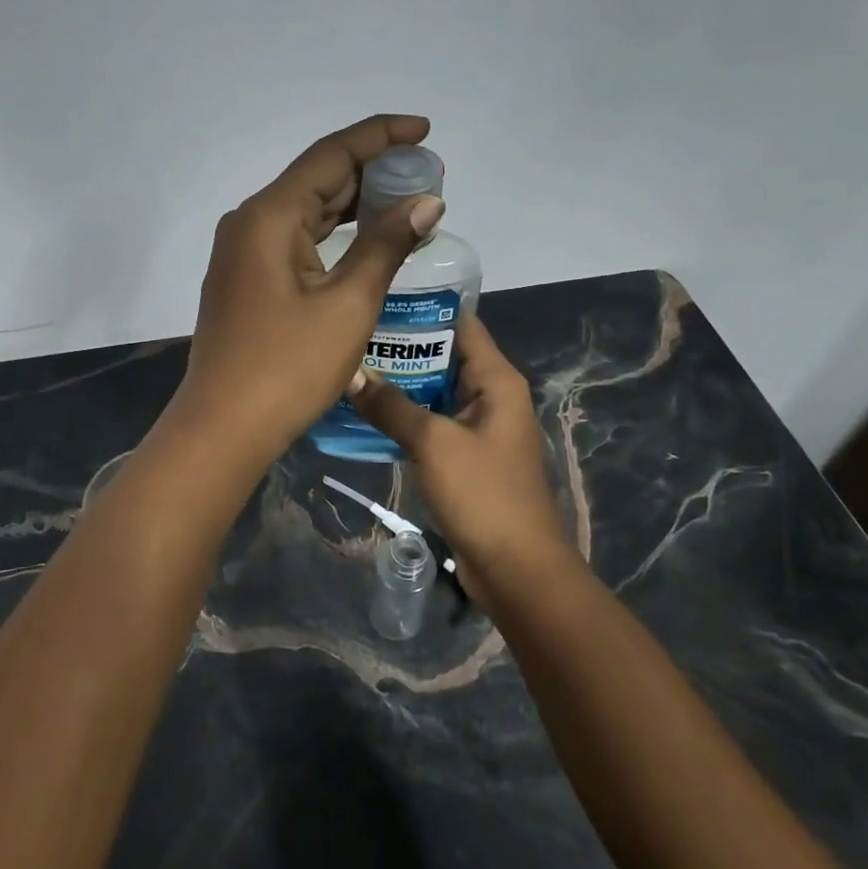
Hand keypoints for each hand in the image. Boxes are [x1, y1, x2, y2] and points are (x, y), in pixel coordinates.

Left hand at [170, 115, 445, 464]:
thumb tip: (426, 201)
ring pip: (306, 210)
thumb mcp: (348, 303)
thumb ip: (386, 244)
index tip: (424, 129)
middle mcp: (249, 222)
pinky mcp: (245, 279)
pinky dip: (332, 233)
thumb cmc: (289, 366)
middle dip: (372, 170)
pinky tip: (363, 238)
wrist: (224, 427)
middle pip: (317, 178)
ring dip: (354, 203)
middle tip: (426, 174)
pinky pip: (295, 239)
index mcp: (270, 215)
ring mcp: (242, 252)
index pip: (332, 154)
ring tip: (405, 199)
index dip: (380, 136)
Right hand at [348, 314, 575, 596]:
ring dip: (399, 385)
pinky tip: (366, 414)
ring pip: (434, 393)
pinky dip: (405, 417)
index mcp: (497, 380)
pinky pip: (432, 424)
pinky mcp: (466, 458)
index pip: (461, 325)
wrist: (516, 568)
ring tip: (351, 369)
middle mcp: (491, 396)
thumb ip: (391, 406)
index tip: (380, 300)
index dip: (424, 309)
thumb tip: (351, 373)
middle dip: (402, 348)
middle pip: (444, 357)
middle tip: (353, 336)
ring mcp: (479, 429)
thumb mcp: (433, 442)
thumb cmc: (482, 493)